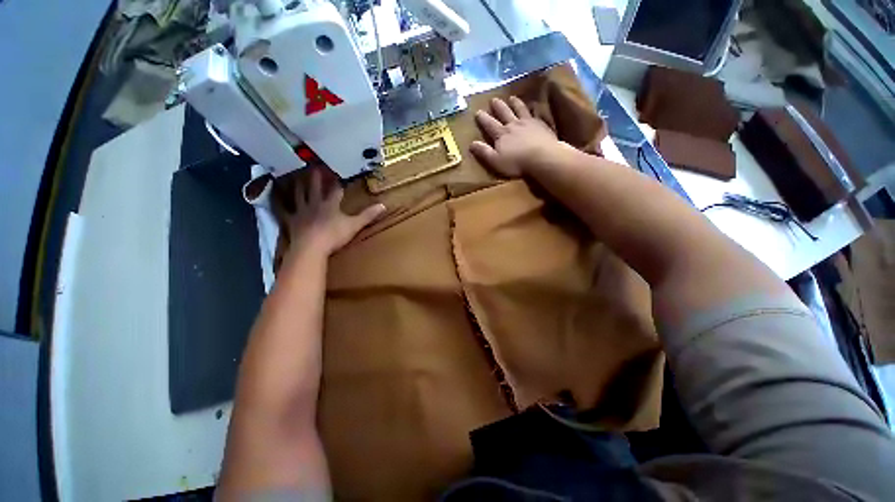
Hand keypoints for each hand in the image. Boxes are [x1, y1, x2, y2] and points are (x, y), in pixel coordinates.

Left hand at [288, 168, 385, 255]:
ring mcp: (301, 211)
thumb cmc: (334, 235)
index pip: (335, 190)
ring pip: (299, 195)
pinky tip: (275, 199)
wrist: (312, 247)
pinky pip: (284, 210)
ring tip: (296, 176)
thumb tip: (384, 205)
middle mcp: (314, 204)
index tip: (338, 172)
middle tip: (314, 165)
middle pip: (315, 188)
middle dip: (316, 177)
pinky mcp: (292, 221)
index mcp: (330, 204)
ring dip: (299, 185)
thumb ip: (368, 215)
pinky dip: (280, 204)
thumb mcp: (355, 225)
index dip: (337, 182)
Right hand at [470, 97, 561, 177]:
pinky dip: (532, 108)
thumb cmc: (516, 163)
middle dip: (498, 107)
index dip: (483, 118)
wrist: (542, 157)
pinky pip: (535, 113)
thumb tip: (471, 143)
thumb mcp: (495, 161)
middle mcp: (513, 125)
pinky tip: (533, 107)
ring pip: (519, 110)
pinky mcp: (540, 125)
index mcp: (501, 135)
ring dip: (515, 103)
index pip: (489, 124)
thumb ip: (484, 152)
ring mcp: (528, 123)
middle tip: (493, 99)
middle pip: (504, 113)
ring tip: (511, 98)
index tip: (478, 111)